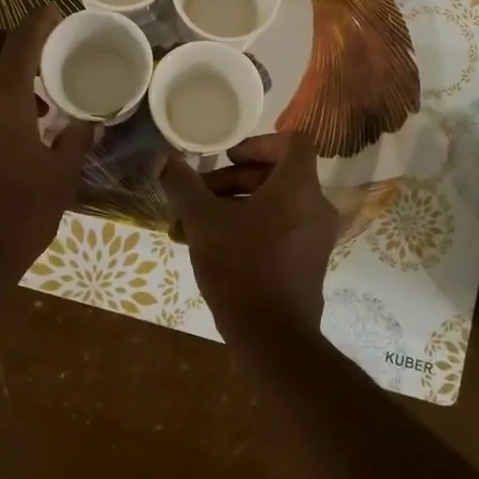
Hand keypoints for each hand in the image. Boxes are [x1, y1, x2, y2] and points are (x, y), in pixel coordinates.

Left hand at [0, 8, 92, 281]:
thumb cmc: (21, 215)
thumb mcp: (61, 177)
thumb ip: (76, 141)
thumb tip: (89, 123)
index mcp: (1, 104)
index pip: (18, 44)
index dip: (37, 21)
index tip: (53, 10)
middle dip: (9, 35)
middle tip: (40, 46)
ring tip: (35, 96)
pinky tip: (16, 126)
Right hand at [160, 134, 334, 329]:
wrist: (272, 335)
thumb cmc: (240, 266)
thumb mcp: (203, 221)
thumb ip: (182, 184)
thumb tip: (162, 158)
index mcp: (298, 187)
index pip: (293, 142)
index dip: (259, 143)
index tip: (228, 159)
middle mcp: (315, 207)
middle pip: (278, 175)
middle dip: (234, 181)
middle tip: (199, 195)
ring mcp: (316, 237)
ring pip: (276, 204)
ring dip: (237, 205)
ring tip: (196, 224)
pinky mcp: (309, 262)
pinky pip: (281, 229)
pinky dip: (252, 227)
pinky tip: (215, 247)